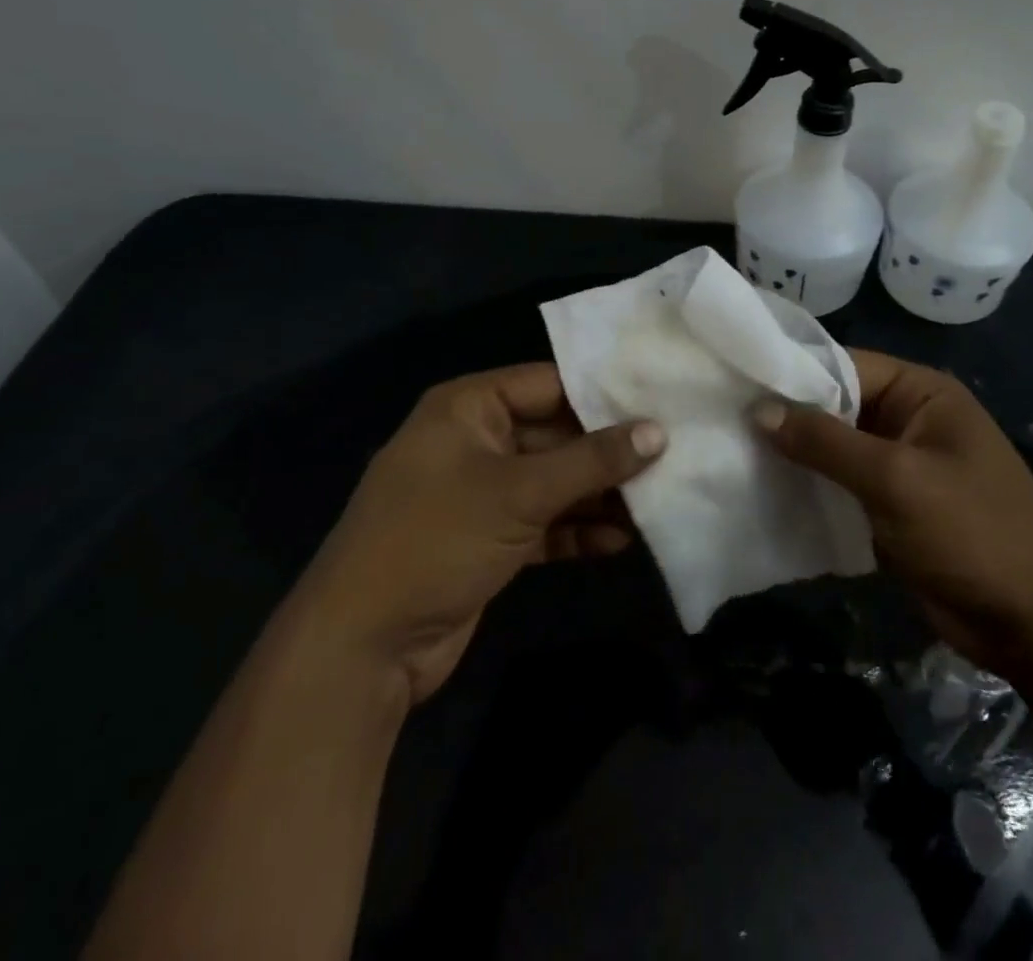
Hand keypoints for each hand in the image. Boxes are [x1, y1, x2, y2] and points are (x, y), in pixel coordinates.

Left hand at [297, 363, 664, 709]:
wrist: (361, 648)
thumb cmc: (437, 540)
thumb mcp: (520, 492)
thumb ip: (593, 461)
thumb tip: (659, 432)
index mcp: (468, 408)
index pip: (549, 384)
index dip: (604, 392)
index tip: (659, 400)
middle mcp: (474, 441)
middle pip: (555, 434)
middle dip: (608, 451)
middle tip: (671, 453)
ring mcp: (480, 493)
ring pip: (553, 481)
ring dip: (598, 494)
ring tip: (657, 499)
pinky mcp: (487, 538)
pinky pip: (543, 521)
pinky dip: (576, 529)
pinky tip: (621, 541)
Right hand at [755, 350, 1032, 674]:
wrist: (1031, 624)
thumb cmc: (971, 532)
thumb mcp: (896, 479)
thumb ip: (826, 442)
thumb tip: (759, 409)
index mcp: (923, 393)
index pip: (846, 365)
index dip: (793, 372)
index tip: (736, 379)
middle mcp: (910, 419)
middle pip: (837, 406)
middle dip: (788, 416)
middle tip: (723, 418)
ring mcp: (900, 466)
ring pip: (834, 449)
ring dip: (794, 454)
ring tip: (731, 451)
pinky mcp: (891, 507)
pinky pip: (841, 486)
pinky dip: (809, 487)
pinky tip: (763, 491)